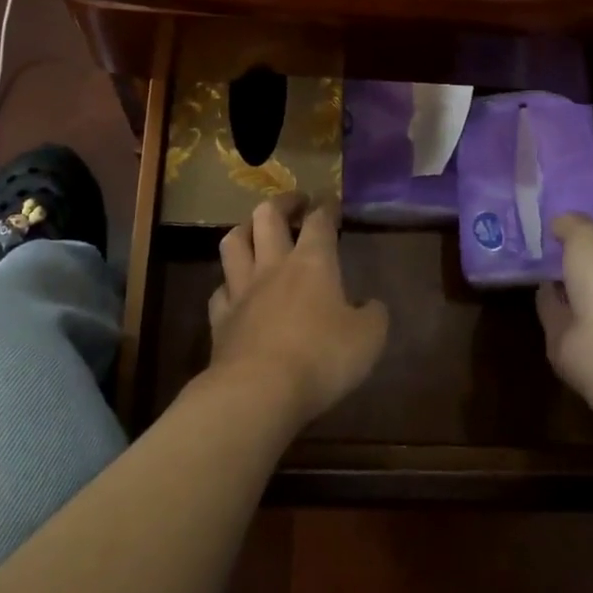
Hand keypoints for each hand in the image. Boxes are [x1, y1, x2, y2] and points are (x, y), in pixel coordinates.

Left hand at [208, 195, 388, 429]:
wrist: (259, 391)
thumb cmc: (321, 358)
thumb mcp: (368, 339)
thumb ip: (373, 316)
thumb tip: (371, 306)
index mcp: (312, 262)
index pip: (319, 220)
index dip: (326, 206)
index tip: (332, 201)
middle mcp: (273, 265)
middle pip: (267, 216)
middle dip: (282, 202)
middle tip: (295, 203)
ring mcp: (242, 290)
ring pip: (234, 243)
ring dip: (245, 229)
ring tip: (255, 231)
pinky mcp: (220, 319)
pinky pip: (220, 290)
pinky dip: (228, 285)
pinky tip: (234, 291)